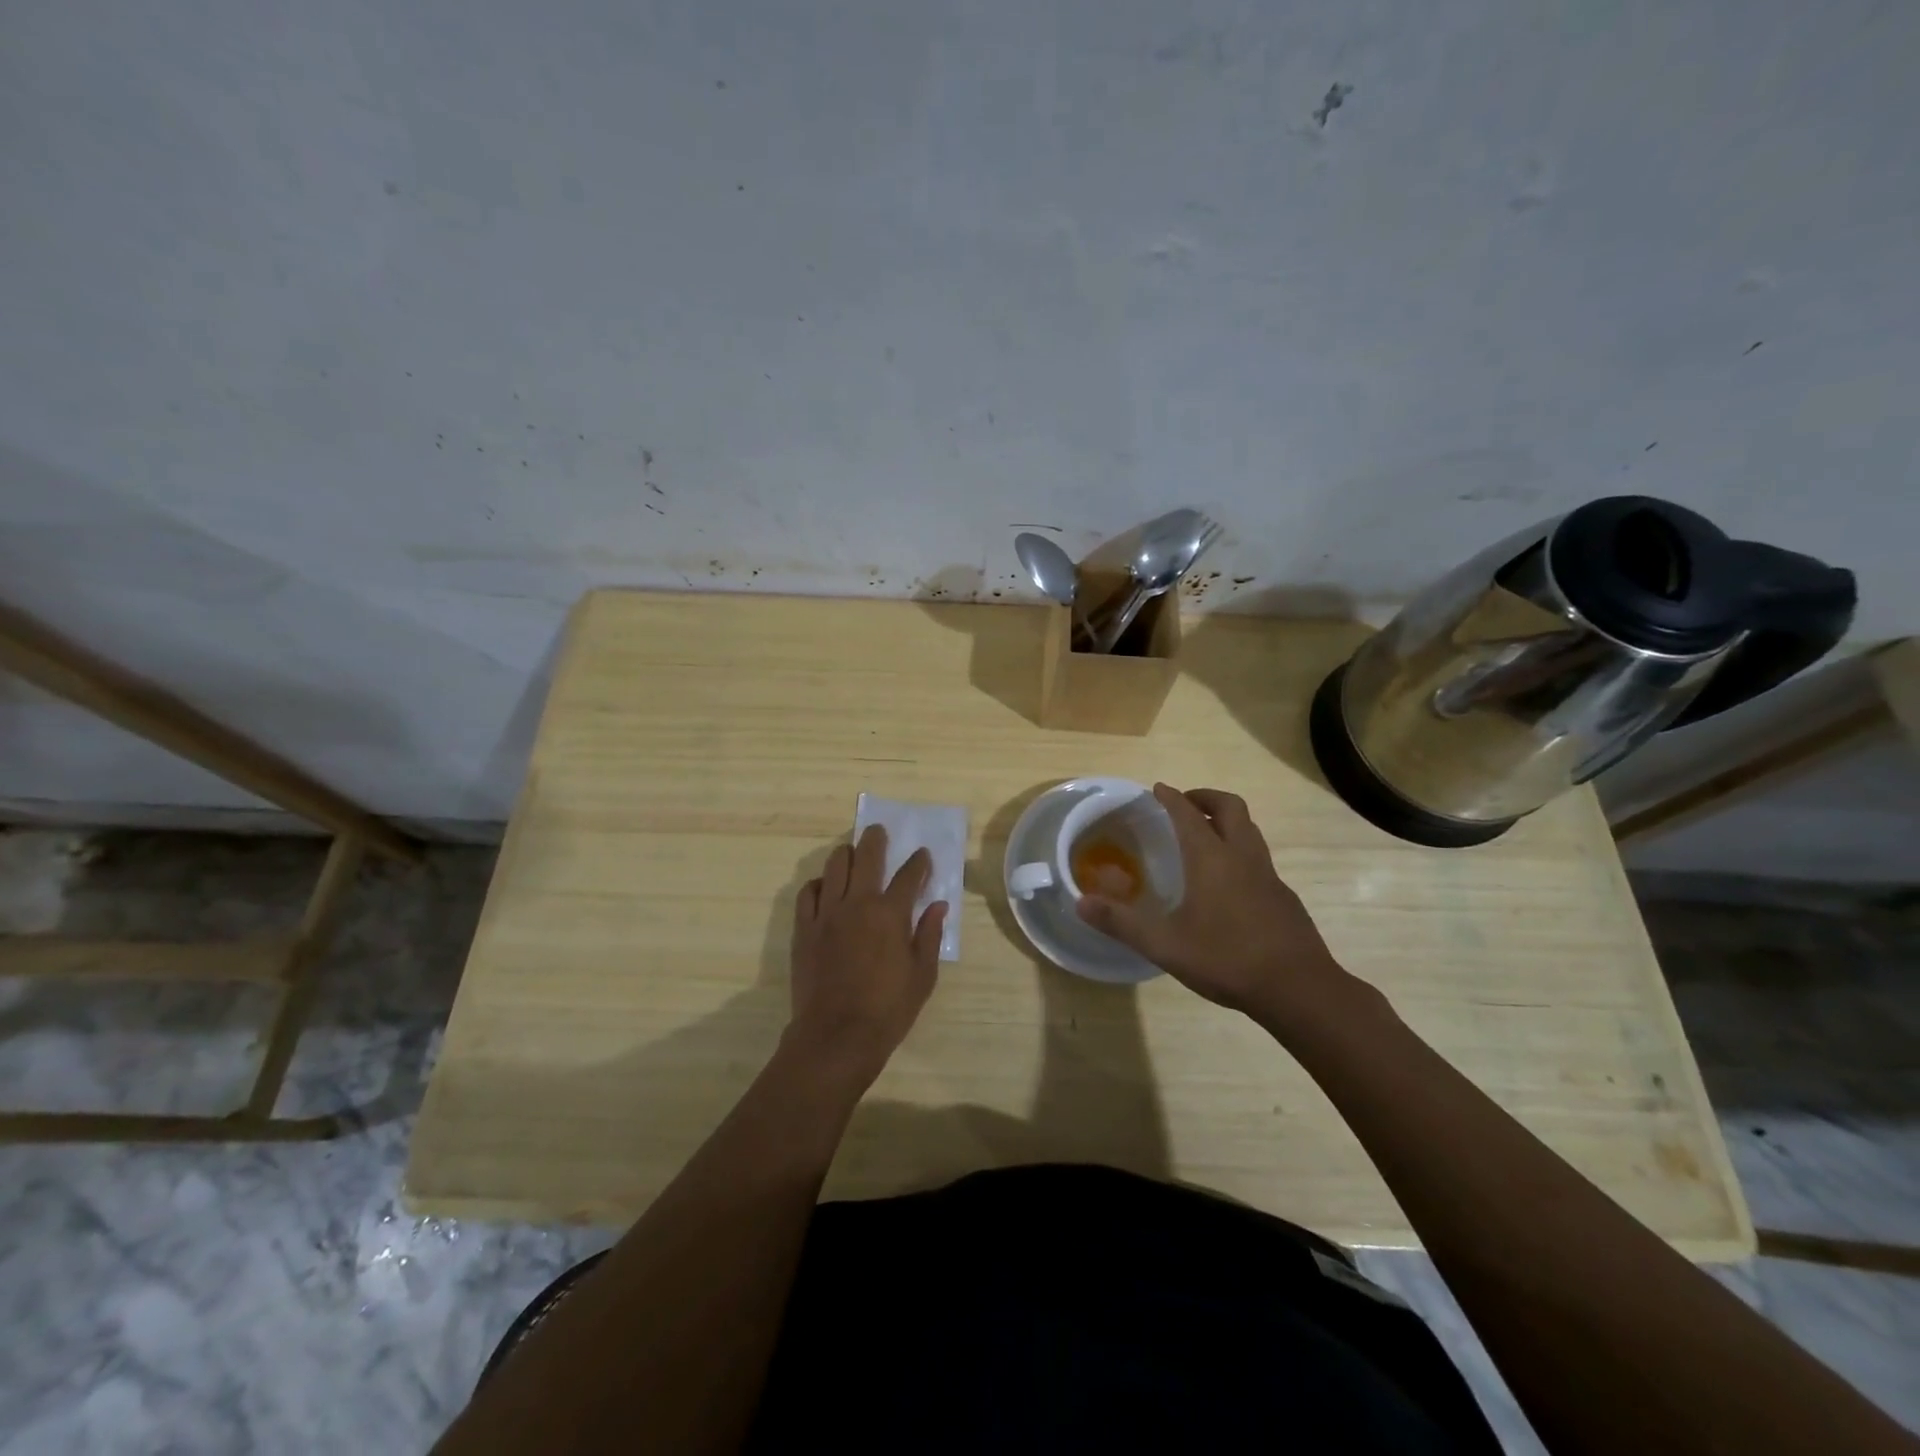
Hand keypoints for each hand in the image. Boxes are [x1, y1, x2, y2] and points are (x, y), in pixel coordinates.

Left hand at [786, 824, 946, 1087]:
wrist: (836, 1036)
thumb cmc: (888, 1010)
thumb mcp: (923, 976)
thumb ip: (930, 935)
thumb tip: (939, 906)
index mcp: (891, 914)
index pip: (910, 875)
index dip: (919, 862)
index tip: (923, 855)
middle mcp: (858, 903)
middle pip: (867, 856)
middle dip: (876, 839)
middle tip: (878, 831)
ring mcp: (827, 913)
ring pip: (834, 866)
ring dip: (846, 854)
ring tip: (851, 853)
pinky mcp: (804, 928)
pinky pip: (808, 892)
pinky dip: (819, 884)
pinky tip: (825, 888)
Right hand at [1075, 784, 1353, 1033]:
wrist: (1299, 989)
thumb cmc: (1227, 959)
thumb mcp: (1164, 945)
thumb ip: (1121, 923)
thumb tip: (1080, 902)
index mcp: (1212, 859)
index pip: (1188, 814)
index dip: (1171, 798)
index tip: (1158, 789)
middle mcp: (1243, 857)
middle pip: (1230, 808)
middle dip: (1205, 798)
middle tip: (1185, 804)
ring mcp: (1269, 876)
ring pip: (1250, 831)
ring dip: (1227, 822)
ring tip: (1206, 837)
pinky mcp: (1284, 898)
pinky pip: (1259, 859)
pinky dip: (1240, 853)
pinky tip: (1229, 884)